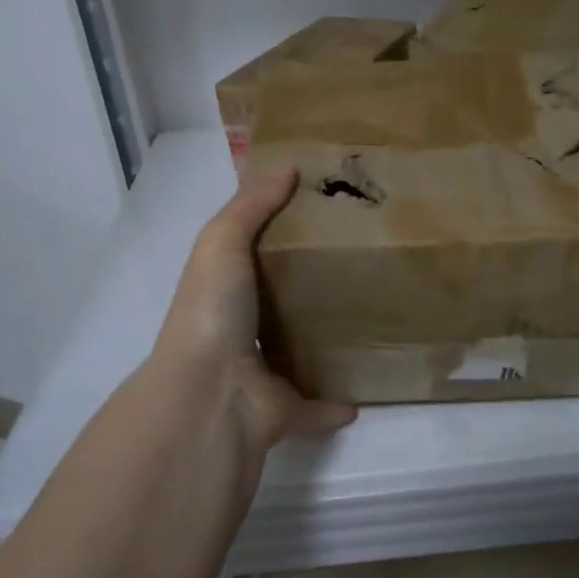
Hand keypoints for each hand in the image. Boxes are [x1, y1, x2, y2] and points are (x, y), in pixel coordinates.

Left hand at [152, 165, 356, 453]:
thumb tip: (289, 167)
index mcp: (224, 292)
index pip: (252, 259)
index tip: (324, 215)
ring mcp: (261, 375)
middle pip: (278, 306)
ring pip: (297, 354)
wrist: (211, 392)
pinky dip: (336, 404)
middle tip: (360, 265)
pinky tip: (365, 393)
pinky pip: (315, 407)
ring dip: (322, 342)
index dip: (279, 237)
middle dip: (308, 290)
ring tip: (367, 321)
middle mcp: (240, 332)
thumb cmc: (213, 310)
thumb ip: (251, 206)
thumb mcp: (222, 242)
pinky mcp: (286, 410)